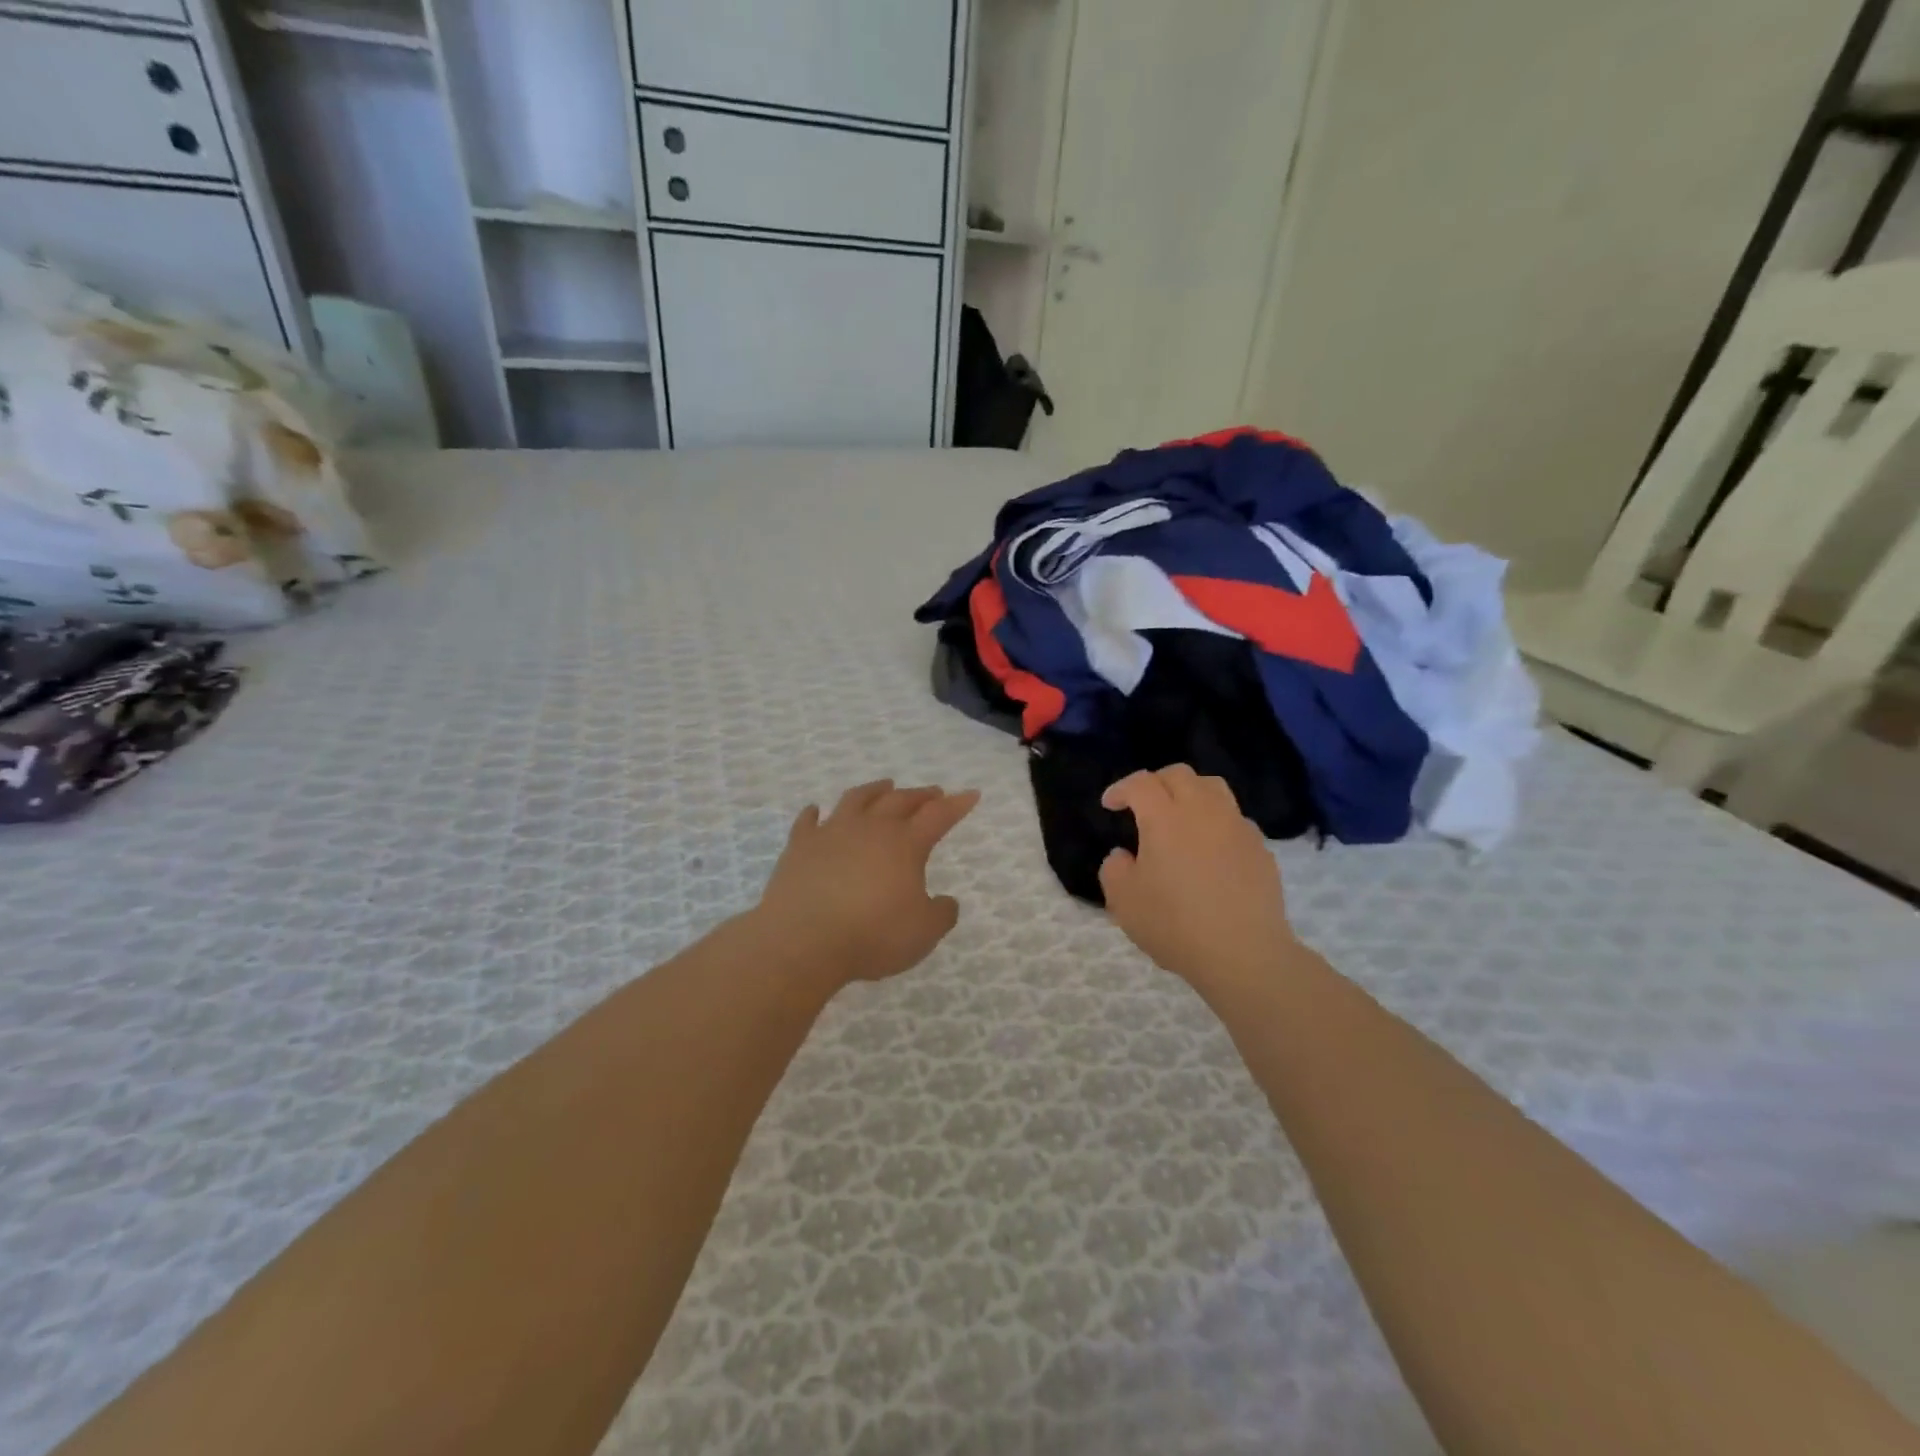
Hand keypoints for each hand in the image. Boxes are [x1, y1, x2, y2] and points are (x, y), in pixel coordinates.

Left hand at [753, 779, 980, 986]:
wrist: (803, 940)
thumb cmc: (872, 935)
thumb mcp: (923, 933)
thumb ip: (941, 914)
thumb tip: (946, 901)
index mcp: (905, 844)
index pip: (938, 816)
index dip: (957, 804)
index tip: (970, 794)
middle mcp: (870, 829)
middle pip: (900, 801)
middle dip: (920, 795)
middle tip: (933, 792)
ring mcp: (832, 833)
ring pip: (857, 799)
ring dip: (874, 790)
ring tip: (884, 786)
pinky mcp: (799, 846)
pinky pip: (808, 821)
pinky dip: (814, 813)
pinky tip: (815, 810)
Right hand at [1099, 765, 1299, 987]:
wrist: (1244, 954)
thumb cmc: (1175, 924)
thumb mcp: (1123, 901)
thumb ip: (1114, 869)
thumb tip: (1124, 855)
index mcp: (1165, 818)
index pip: (1141, 783)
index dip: (1121, 788)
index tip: (1110, 804)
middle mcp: (1203, 811)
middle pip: (1179, 775)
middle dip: (1156, 782)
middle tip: (1143, 804)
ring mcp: (1237, 827)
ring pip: (1213, 788)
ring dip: (1190, 793)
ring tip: (1180, 816)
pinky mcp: (1260, 848)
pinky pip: (1235, 819)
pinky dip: (1216, 821)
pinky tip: (1210, 848)